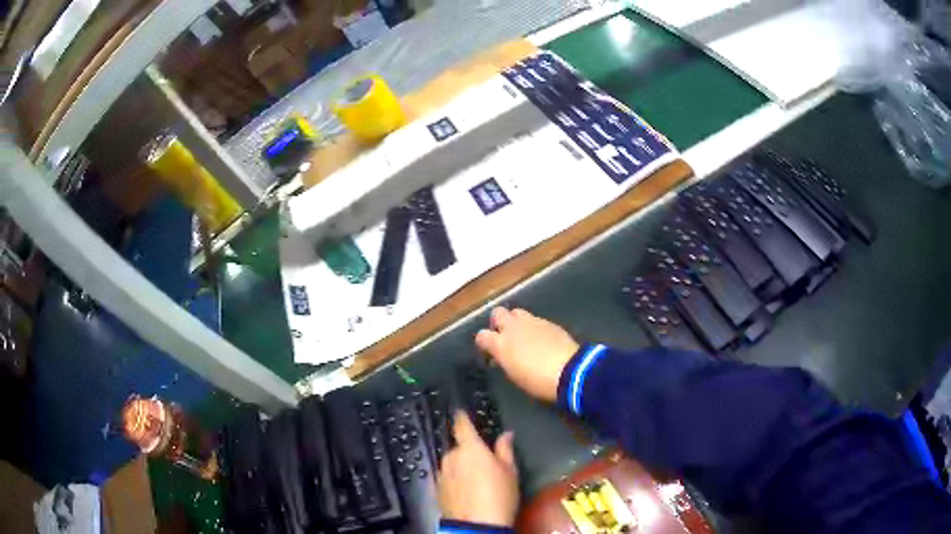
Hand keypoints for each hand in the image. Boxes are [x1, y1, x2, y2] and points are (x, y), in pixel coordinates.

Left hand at [438, 412, 518, 526]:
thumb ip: (505, 449)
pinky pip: (447, 478)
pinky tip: (466, 492)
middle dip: (468, 453)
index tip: (460, 411)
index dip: (461, 417)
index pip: (462, 425)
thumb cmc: (499, 495)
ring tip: (477, 483)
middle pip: (459, 448)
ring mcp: (441, 473)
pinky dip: (455, 480)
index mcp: (470, 448)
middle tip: (484, 466)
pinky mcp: (436, 488)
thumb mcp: (510, 471)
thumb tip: (506, 434)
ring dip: (461, 467)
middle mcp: (451, 457)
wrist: (477, 525)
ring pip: (452, 464)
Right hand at [475, 307, 579, 401]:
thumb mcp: (514, 375)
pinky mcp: (548, 322)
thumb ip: (505, 360)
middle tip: (504, 335)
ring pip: (516, 312)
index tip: (489, 349)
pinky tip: (541, 338)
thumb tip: (501, 355)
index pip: (482, 335)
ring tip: (523, 334)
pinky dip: (533, 326)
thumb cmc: (537, 381)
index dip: (484, 342)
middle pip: (497, 313)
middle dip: (499, 322)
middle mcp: (513, 328)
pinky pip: (535, 319)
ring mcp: (532, 322)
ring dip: (516, 321)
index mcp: (500, 344)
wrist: (568, 371)